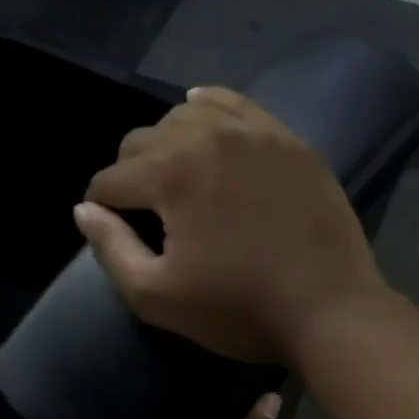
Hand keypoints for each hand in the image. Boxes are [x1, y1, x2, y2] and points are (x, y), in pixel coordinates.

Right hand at [75, 87, 386, 365]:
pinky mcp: (292, 143)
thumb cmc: (243, 312)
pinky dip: (214, 112)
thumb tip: (86, 210)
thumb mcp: (161, 298)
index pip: (111, 180)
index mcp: (170, 173)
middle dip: (134, 174)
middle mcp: (208, 136)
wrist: (331, 310)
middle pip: (145, 141)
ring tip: (180, 176)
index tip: (119, 233)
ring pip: (189, 116)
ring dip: (171, 142)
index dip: (105, 209)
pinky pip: (239, 107)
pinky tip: (207, 120)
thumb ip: (112, 251)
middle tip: (151, 213)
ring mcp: (256, 133)